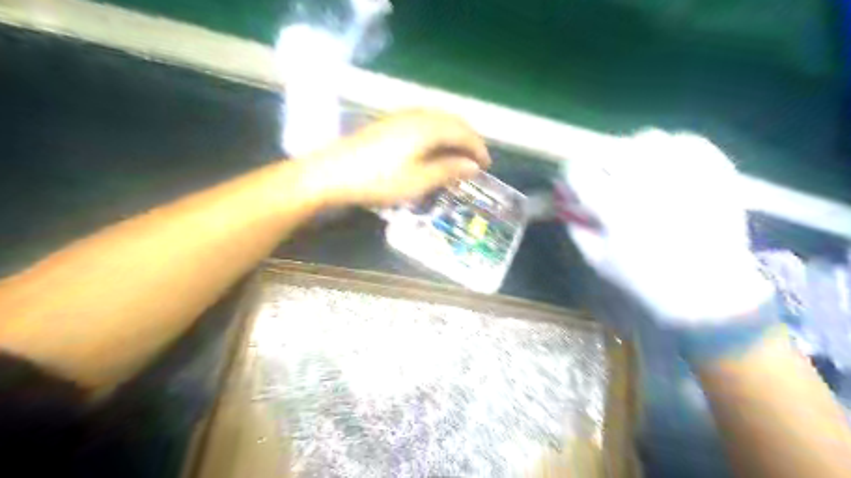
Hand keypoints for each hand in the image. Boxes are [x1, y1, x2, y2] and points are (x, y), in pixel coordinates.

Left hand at [305, 110, 492, 207]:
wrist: (330, 173)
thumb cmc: (377, 181)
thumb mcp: (416, 182)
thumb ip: (447, 171)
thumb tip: (473, 166)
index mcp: (426, 128)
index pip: (462, 132)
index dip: (478, 148)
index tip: (487, 166)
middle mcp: (416, 115)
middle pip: (451, 120)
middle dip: (468, 138)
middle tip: (476, 159)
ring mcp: (399, 116)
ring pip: (437, 119)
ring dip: (452, 134)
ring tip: (458, 154)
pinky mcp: (387, 122)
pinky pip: (423, 121)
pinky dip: (436, 132)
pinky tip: (433, 147)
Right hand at [559, 131, 772, 323]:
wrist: (708, 291)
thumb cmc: (645, 280)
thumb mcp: (597, 260)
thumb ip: (576, 227)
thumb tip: (566, 201)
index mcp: (615, 207)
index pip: (578, 171)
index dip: (571, 174)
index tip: (574, 183)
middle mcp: (647, 183)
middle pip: (610, 149)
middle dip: (599, 163)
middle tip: (604, 177)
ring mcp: (685, 174)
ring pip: (648, 140)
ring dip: (633, 152)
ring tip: (637, 171)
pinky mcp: (715, 173)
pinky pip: (687, 142)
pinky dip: (672, 149)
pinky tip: (667, 166)